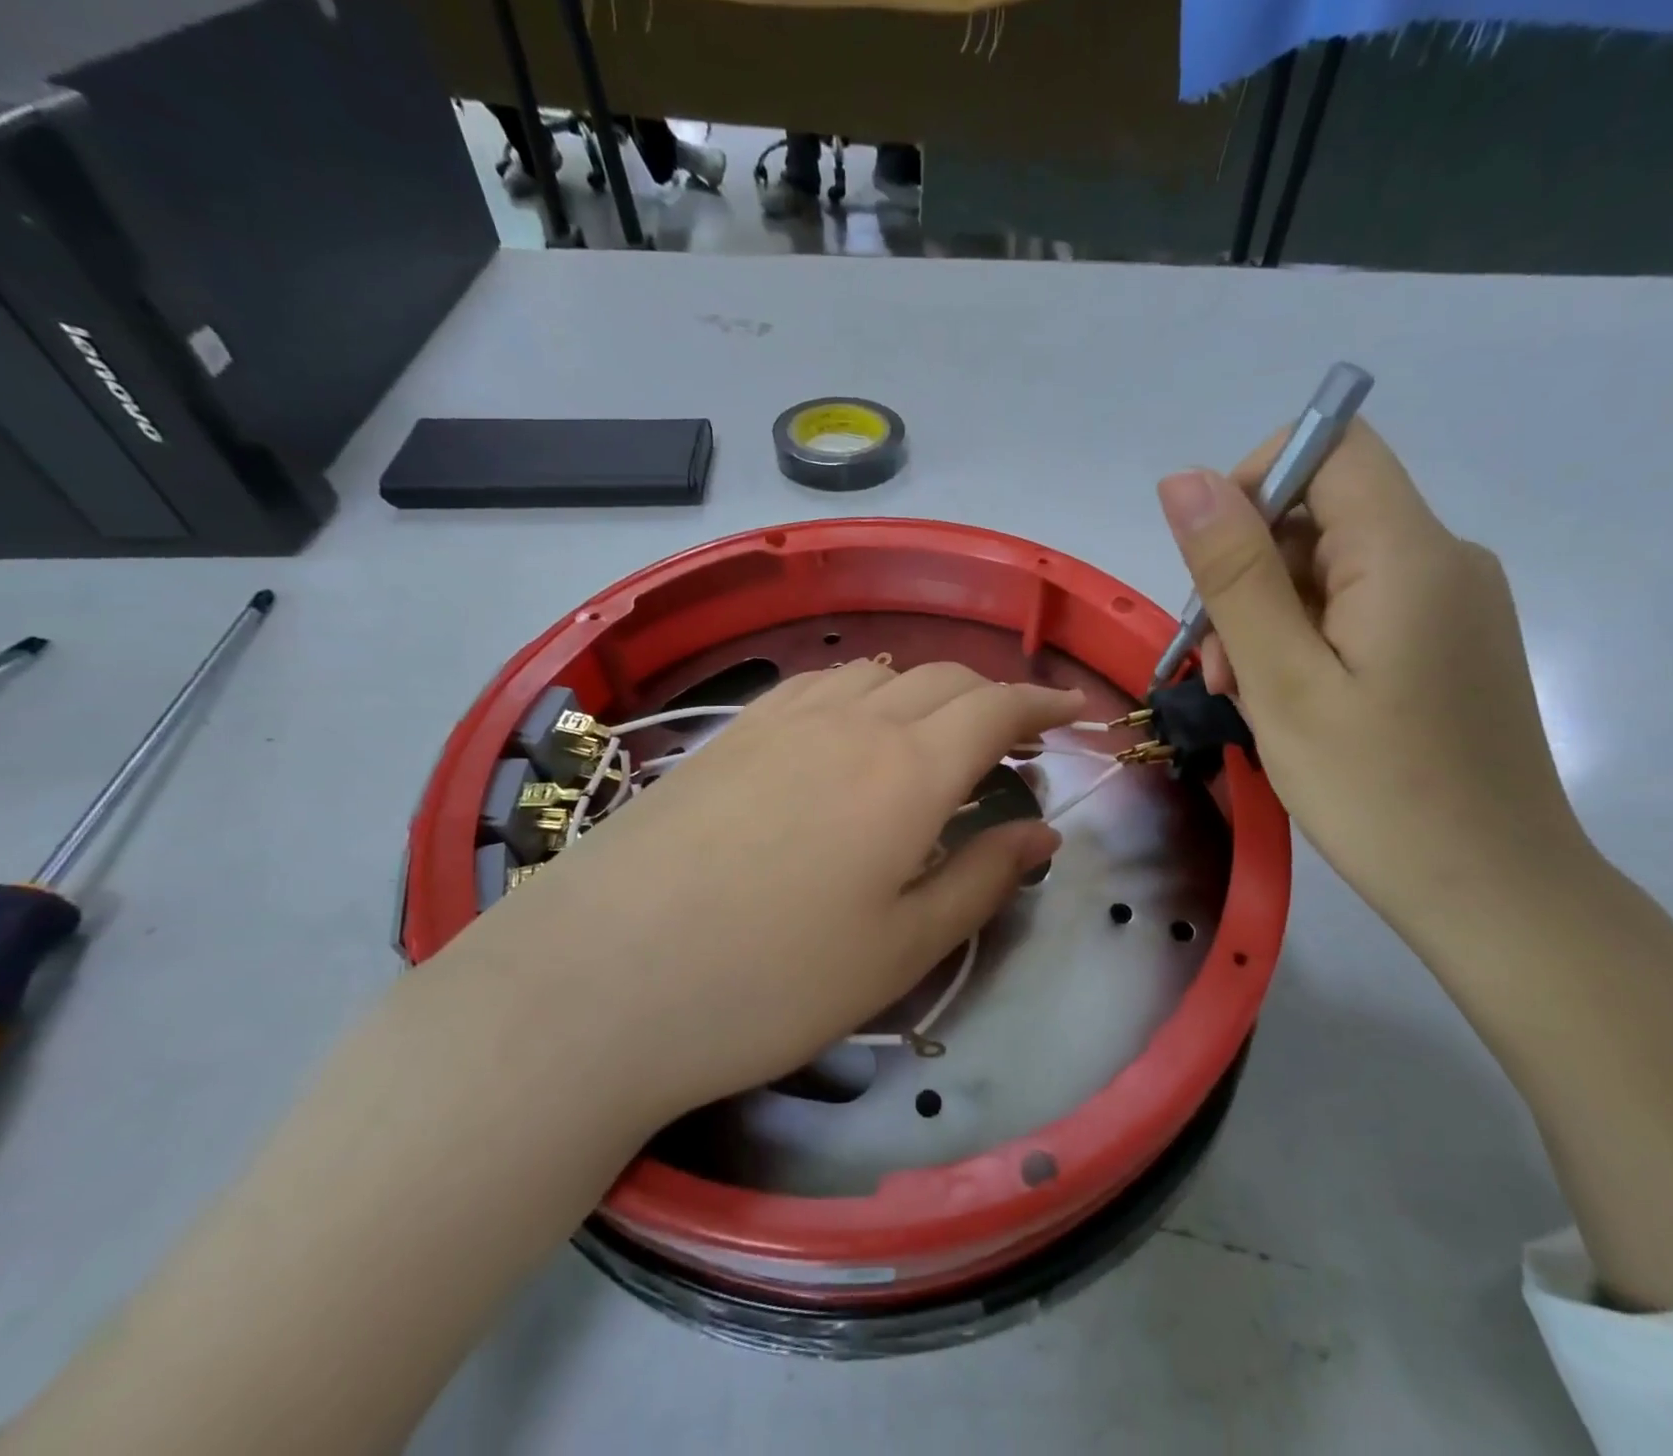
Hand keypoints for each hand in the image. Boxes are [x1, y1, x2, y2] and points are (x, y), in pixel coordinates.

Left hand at [478, 661, 1080, 1121]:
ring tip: (937, 732)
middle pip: (943, 680)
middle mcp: (851, 723)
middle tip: (1014, 740)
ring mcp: (782, 720)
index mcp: (907, 771)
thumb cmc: (771, 981)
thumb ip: (982, 880)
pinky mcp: (728, 734)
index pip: (996, 708)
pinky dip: (861, 690)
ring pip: (878, 671)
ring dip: (926, 690)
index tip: (1074, 713)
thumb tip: (1040, 834)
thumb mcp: (901, 949)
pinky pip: (818, 684)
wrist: (598, 982)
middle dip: (992, 698)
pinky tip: (851, 727)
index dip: (1043, 705)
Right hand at [1158, 420, 1589, 943]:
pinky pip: (1358, 609)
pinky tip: (1288, 702)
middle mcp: (1443, 559)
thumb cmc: (1375, 791)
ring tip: (1247, 697)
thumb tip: (1183, 479)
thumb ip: (1233, 574)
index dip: (1253, 484)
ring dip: (1269, 616)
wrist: (1492, 893)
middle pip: (1322, 512)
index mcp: (1408, 553)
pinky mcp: (1446, 645)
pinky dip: (1306, 640)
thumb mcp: (1282, 681)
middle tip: (1220, 669)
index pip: (1329, 446)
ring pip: (1331, 568)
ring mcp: (1449, 604)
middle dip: (1248, 572)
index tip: (1209, 570)